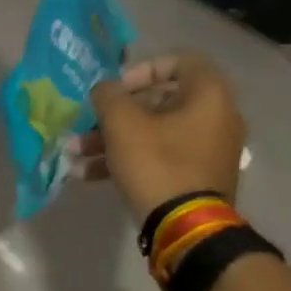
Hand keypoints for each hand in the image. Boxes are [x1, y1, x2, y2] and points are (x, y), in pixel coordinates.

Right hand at [83, 51, 246, 224]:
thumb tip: (105, 90)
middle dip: (114, 114)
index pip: (178, 61)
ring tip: (75, 154)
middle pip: (158, 102)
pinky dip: (128, 161)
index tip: (116, 90)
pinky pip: (160, 157)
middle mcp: (216, 118)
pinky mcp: (197, 178)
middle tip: (86, 124)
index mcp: (209, 95)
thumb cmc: (157, 164)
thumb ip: (108, 96)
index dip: (141, 70)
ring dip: (112, 140)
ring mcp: (208, 151)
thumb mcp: (122, 124)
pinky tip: (88, 175)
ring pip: (153, 133)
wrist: (186, 229)